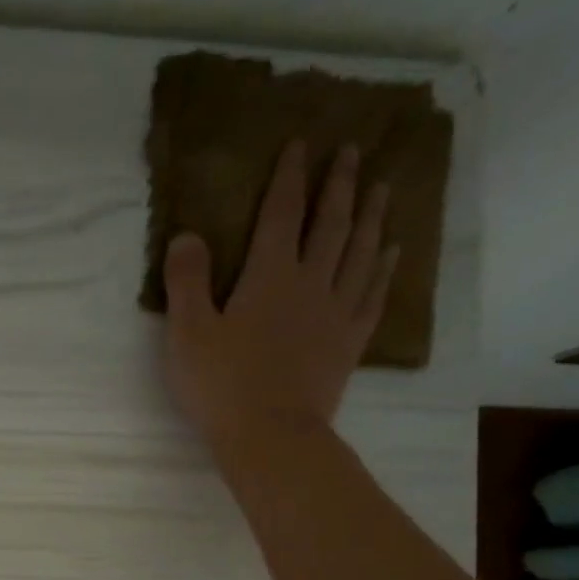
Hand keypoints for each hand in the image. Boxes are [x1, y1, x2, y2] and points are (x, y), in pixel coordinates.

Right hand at [161, 140, 398, 451]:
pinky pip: (373, 295)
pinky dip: (384, 269)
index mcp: (268, 277)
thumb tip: (187, 234)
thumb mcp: (188, 334)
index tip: (301, 144)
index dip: (290, 178)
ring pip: (360, 253)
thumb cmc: (221, 386)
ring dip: (370, 218)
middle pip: (330, 225)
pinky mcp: (348, 343)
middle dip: (339, 186)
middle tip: (352, 153)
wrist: (270, 435)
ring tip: (381, 190)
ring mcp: (335, 313)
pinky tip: (391, 253)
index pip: (282, 214)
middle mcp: (310, 284)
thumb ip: (187, 282)